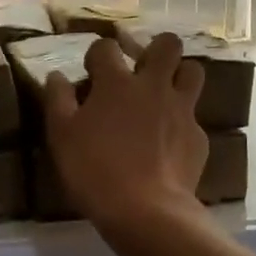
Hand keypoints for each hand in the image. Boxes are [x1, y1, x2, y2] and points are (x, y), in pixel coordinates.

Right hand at [45, 33, 206, 234]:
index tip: (92, 72)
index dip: (98, 54)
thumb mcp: (61, 136)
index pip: (106, 47)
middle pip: (168, 44)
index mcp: (117, 83)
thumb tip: (56, 75)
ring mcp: (181, 110)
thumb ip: (57, 100)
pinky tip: (169, 144)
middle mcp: (153, 86)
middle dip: (156, 48)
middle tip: (143, 68)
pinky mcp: (198, 137)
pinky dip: (181, 124)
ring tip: (165, 94)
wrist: (146, 211)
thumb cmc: (95, 170)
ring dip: (180, 76)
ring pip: (193, 72)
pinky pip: (193, 119)